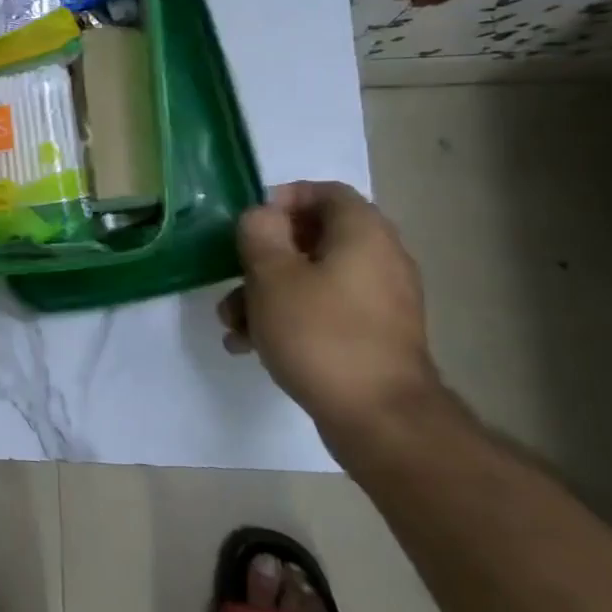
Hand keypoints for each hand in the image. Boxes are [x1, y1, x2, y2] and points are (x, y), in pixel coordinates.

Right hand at [218, 181, 439, 445]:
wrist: (379, 418)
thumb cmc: (320, 334)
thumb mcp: (272, 276)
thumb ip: (260, 234)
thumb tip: (263, 217)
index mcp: (363, 234)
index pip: (326, 192)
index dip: (283, 199)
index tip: (249, 224)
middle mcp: (380, 260)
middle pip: (313, 238)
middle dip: (263, 258)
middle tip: (232, 276)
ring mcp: (379, 302)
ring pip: (312, 279)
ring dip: (267, 293)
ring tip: (232, 323)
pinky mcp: (372, 337)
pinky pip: (324, 311)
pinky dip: (289, 318)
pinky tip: (251, 346)